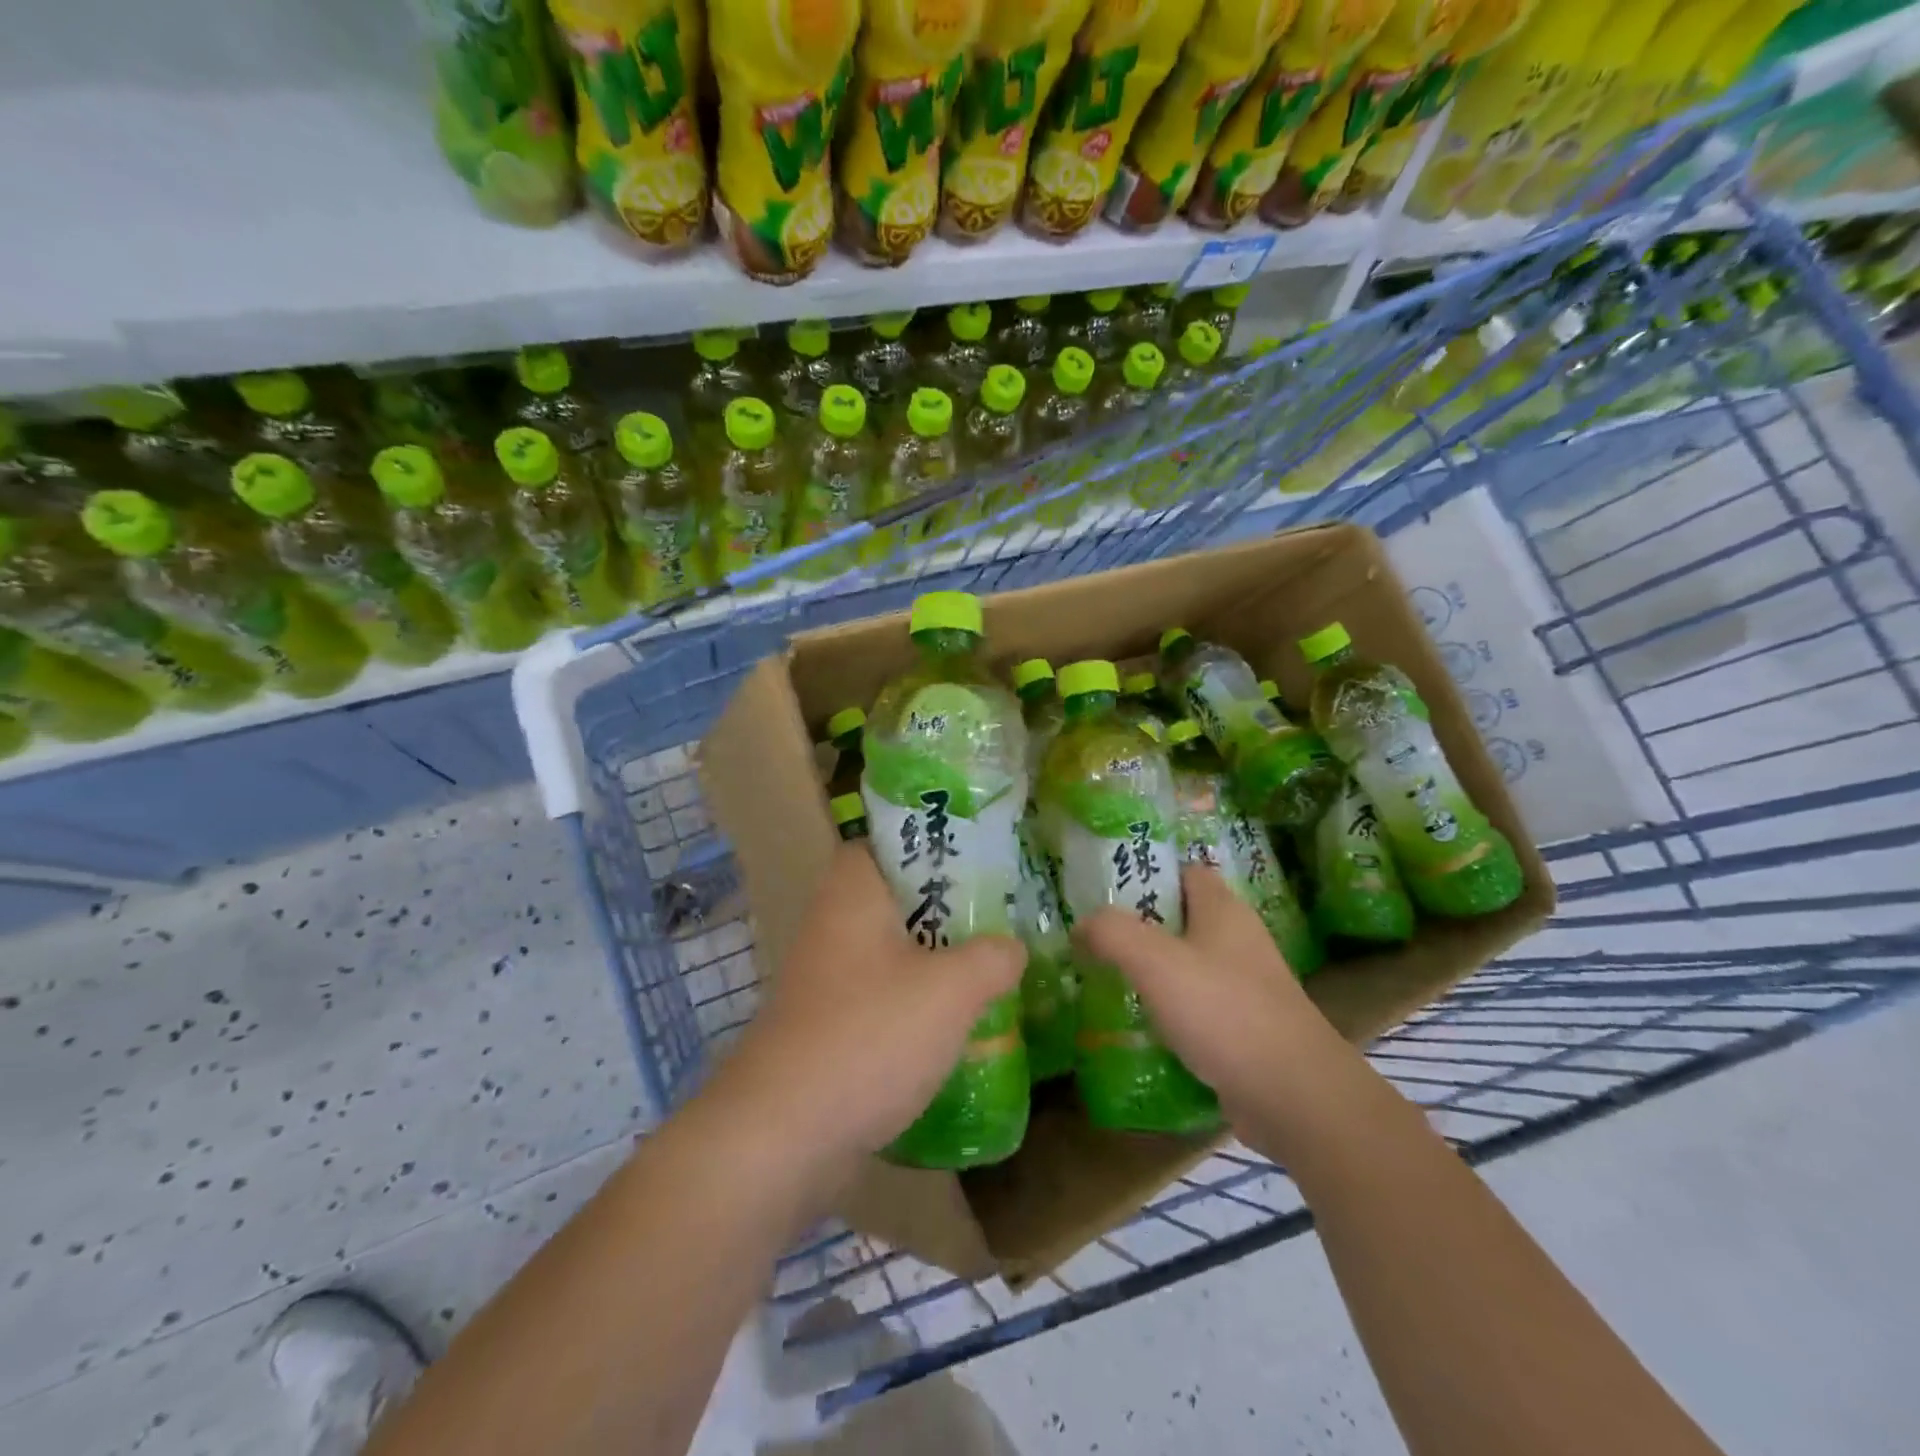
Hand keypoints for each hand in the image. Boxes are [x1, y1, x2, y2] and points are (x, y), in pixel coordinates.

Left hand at [703, 843, 1024, 1187]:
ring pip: (891, 950)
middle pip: (896, 898)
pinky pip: (881, 996)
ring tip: (991, 966)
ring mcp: (825, 978)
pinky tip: (956, 1024)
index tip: (979, 856)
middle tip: (1000, 913)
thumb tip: (1011, 947)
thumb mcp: (951, 990)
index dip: (930, 842)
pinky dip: (915, 1002)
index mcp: (853, 893)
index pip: (886, 841)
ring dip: (935, 959)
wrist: (784, 1134)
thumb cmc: (870, 1035)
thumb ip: (992, 957)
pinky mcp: (827, 1025)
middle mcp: (832, 925)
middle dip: (947, 906)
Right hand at [1078, 864, 1342, 1128]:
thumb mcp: (1156, 962)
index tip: (1103, 888)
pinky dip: (1168, 1010)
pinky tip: (1137, 1024)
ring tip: (1102, 978)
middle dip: (1137, 925)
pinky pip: (1196, 1007)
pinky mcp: (1244, 1028)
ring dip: (1150, 971)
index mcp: (1223, 909)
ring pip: (1186, 965)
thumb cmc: (1225, 1012)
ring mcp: (1245, 986)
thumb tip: (1081, 925)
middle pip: (1180, 918)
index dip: (1146, 872)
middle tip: (1091, 936)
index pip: (1183, 871)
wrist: (1295, 1096)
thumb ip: (1112, 934)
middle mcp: (1237, 940)